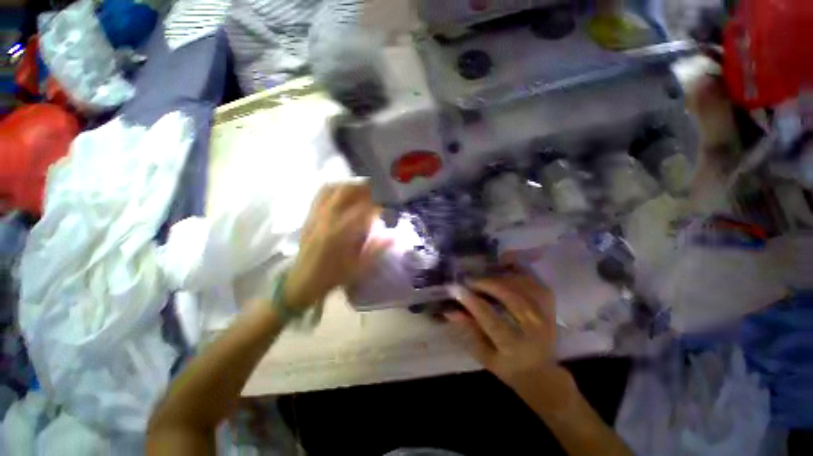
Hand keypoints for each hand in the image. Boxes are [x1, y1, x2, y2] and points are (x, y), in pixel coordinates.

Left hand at [283, 183, 387, 309]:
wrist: (301, 282)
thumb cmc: (331, 277)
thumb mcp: (357, 267)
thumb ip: (376, 249)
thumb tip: (393, 236)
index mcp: (339, 233)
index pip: (361, 209)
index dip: (376, 205)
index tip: (385, 207)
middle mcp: (325, 219)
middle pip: (344, 191)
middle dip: (362, 188)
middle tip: (375, 192)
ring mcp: (315, 216)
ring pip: (331, 189)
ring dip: (347, 186)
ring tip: (359, 190)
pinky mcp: (308, 217)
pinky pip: (319, 195)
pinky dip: (333, 189)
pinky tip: (341, 194)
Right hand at [447, 273, 575, 408]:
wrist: (542, 373)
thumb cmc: (509, 367)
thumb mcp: (485, 355)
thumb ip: (469, 331)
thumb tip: (451, 310)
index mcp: (515, 347)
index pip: (493, 321)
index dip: (474, 303)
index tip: (457, 289)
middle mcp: (533, 329)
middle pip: (512, 299)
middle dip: (488, 284)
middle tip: (470, 279)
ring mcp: (545, 315)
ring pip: (525, 287)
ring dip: (502, 276)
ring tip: (484, 274)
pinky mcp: (550, 306)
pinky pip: (536, 282)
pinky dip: (521, 271)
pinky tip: (506, 267)